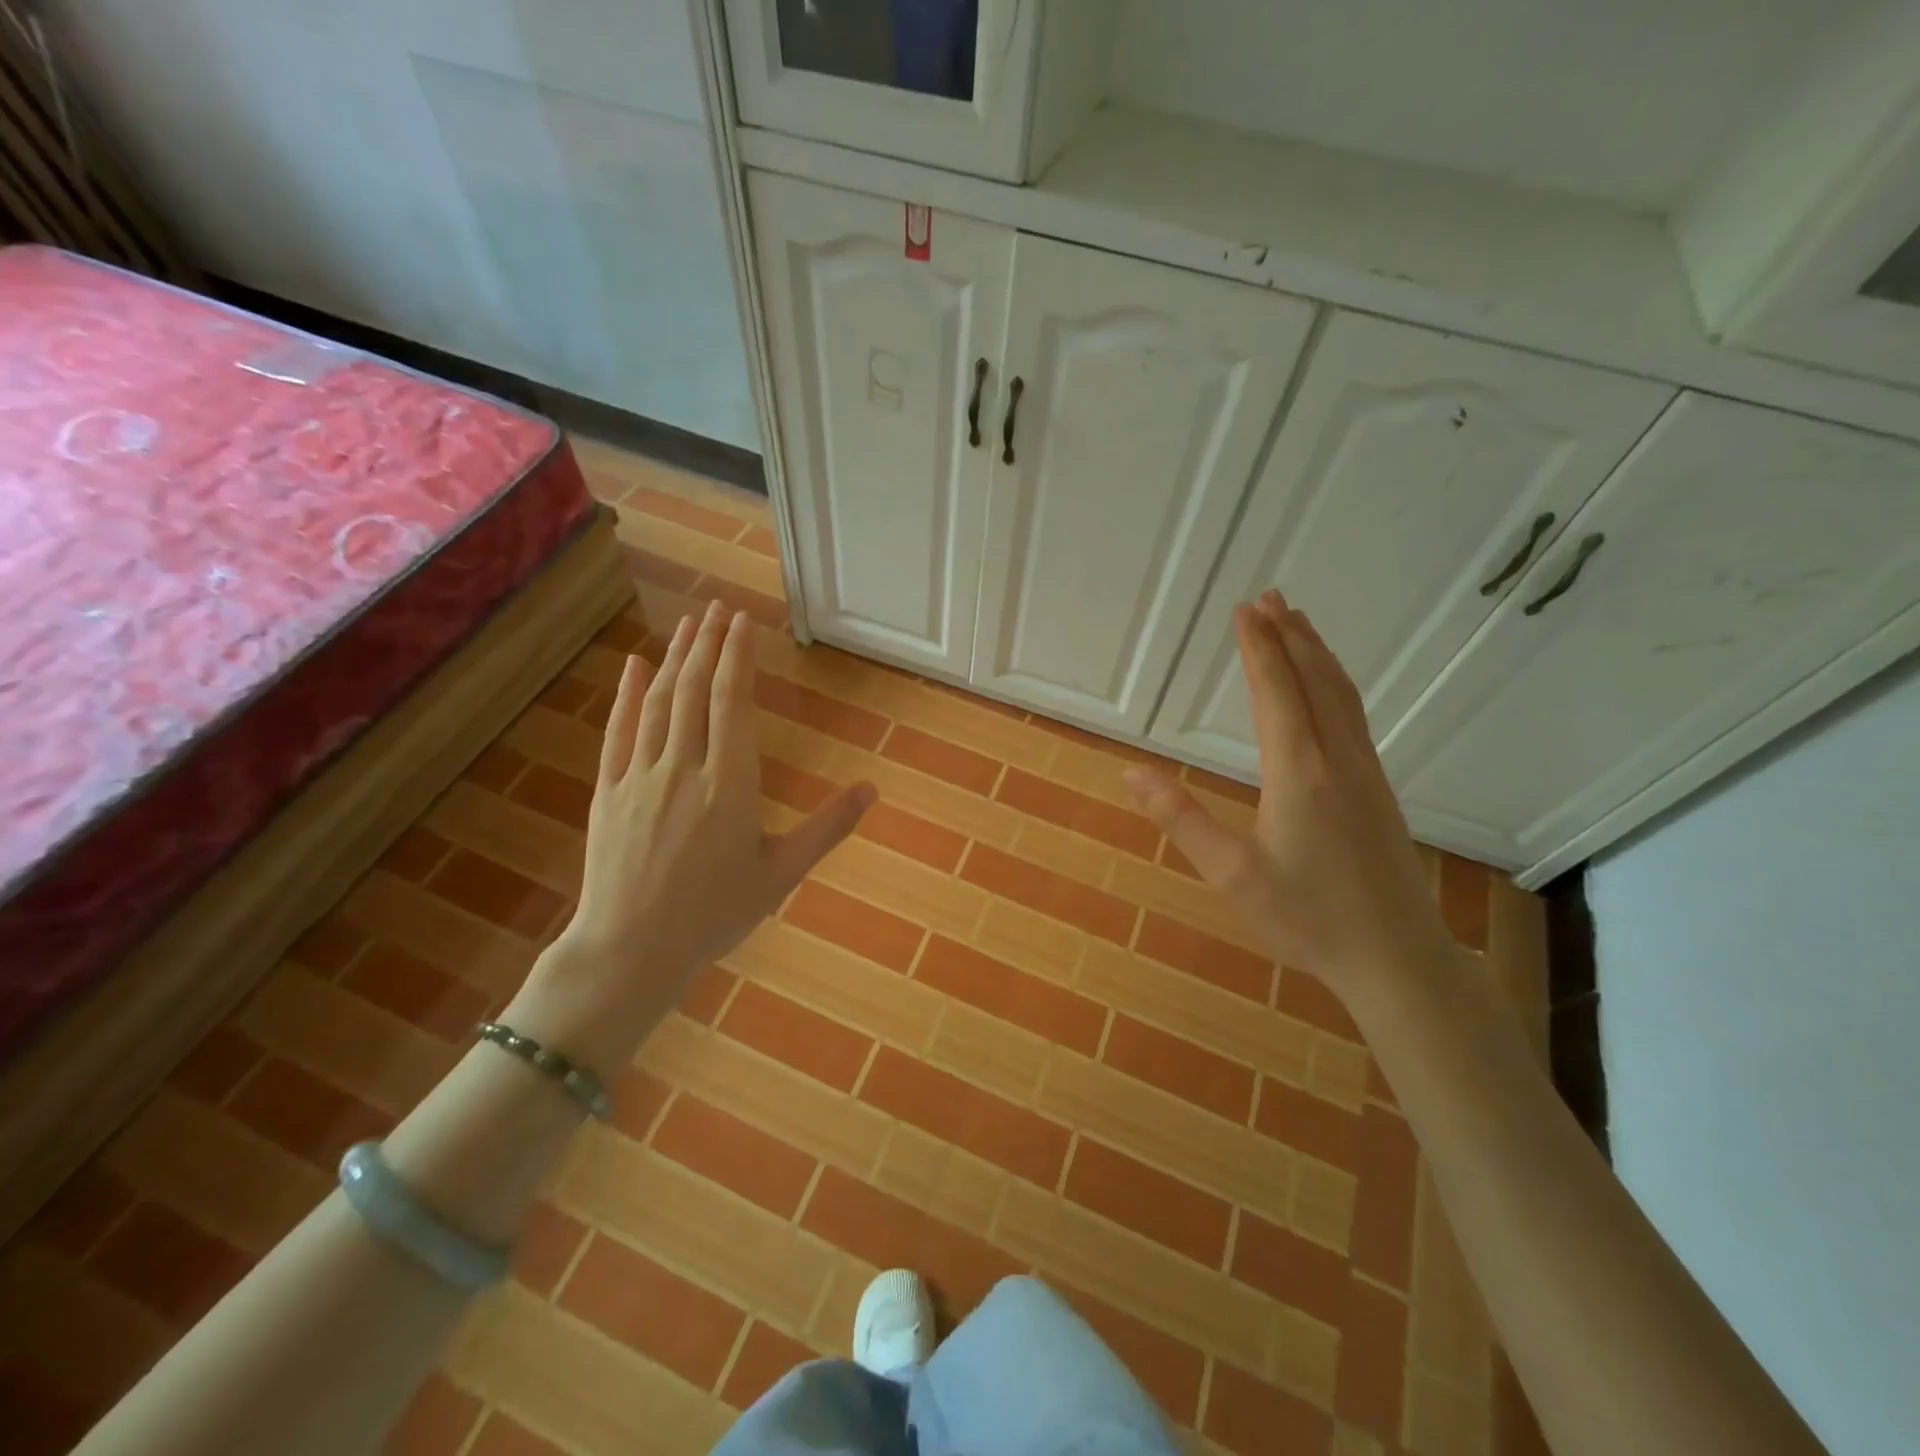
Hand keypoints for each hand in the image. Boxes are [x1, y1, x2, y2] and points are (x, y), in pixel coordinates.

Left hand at [507, 602, 874, 1070]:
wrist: (630, 951)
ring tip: (688, 623)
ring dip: (674, 658)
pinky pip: (618, 730)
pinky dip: (627, 694)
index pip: (733, 703)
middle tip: (717, 607)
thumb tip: (871, 790)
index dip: (738, 657)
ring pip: (658, 702)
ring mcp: (639, 776)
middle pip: (695, 690)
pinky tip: (634, 666)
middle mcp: (683, 767)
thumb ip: (827, 828)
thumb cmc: (713, 915)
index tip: (743, 622)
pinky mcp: (608, 790)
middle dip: (708, 644)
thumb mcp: (781, 875)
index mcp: (730, 785)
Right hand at [1123, 590, 1458, 1003]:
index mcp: (1299, 772)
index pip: (1276, 693)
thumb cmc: (1307, 917)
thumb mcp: (1232, 874)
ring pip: (1342, 695)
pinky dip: (1335, 683)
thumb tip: (1131, 771)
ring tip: (1298, 623)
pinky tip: (1328, 690)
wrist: (1397, 958)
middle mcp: (1337, 759)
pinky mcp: (1378, 790)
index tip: (1245, 609)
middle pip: (1315, 681)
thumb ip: (1182, 819)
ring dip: (1317, 653)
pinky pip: (1354, 716)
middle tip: (1269, 597)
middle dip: (1290, 635)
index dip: (1258, 648)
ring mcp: (1365, 773)